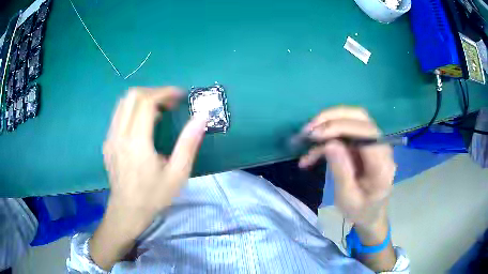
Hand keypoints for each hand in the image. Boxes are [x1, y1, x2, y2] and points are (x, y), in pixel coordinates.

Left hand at [90, 86, 206, 269]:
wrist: (127, 212)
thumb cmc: (153, 196)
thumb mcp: (178, 174)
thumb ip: (189, 143)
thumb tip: (202, 117)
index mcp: (136, 142)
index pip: (146, 101)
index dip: (164, 93)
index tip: (180, 96)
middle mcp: (119, 134)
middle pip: (132, 96)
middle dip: (153, 92)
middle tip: (169, 103)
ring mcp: (110, 137)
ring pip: (123, 103)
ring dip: (142, 99)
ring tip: (158, 111)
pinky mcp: (107, 142)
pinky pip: (118, 115)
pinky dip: (133, 110)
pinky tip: (143, 124)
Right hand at [299, 106, 395, 229]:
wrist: (371, 214)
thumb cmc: (361, 211)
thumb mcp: (348, 198)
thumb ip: (341, 172)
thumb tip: (329, 144)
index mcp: (382, 164)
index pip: (366, 133)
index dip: (341, 127)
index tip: (315, 135)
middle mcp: (381, 147)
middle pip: (361, 118)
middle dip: (333, 118)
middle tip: (309, 130)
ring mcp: (373, 143)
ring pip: (352, 119)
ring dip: (328, 122)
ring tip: (306, 136)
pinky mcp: (363, 144)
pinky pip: (345, 131)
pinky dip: (326, 138)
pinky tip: (311, 154)